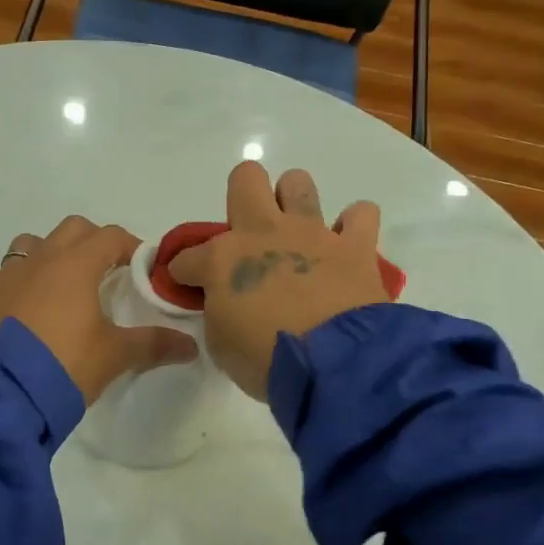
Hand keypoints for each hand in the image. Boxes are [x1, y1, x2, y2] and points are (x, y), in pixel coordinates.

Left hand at [0, 216, 198, 404]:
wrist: (6, 392)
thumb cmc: (67, 364)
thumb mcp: (116, 355)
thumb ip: (154, 344)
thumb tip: (191, 346)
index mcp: (77, 264)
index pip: (111, 237)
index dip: (131, 247)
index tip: (142, 268)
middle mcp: (40, 259)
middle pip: (72, 229)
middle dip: (91, 243)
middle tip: (104, 272)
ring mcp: (5, 275)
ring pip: (27, 244)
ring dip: (45, 254)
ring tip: (56, 283)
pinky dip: (2, 282)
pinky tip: (11, 302)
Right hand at [166, 163, 389, 399]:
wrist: (333, 365)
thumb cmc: (266, 360)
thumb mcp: (221, 345)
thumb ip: (218, 314)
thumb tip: (224, 304)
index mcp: (222, 259)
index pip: (186, 257)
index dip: (183, 272)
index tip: (190, 288)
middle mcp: (264, 232)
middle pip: (245, 179)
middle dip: (241, 197)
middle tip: (249, 234)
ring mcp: (311, 233)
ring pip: (298, 182)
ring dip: (294, 202)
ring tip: (297, 233)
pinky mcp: (355, 246)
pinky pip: (361, 214)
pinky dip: (354, 226)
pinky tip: (347, 245)